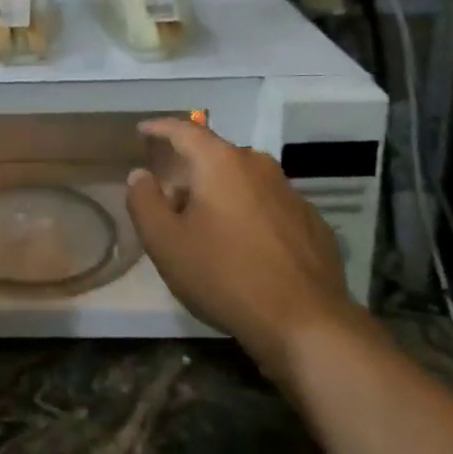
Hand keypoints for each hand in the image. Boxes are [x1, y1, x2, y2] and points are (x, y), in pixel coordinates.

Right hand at [127, 119, 361, 383]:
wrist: (308, 325)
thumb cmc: (225, 276)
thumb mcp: (165, 242)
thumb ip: (144, 201)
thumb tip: (141, 175)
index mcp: (220, 162)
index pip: (183, 130)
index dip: (159, 128)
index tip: (142, 130)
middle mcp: (258, 166)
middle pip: (213, 157)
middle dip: (188, 173)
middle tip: (169, 203)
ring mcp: (290, 193)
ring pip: (243, 182)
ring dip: (220, 195)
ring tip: (206, 230)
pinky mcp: (312, 222)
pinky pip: (268, 206)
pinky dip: (249, 216)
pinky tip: (244, 249)